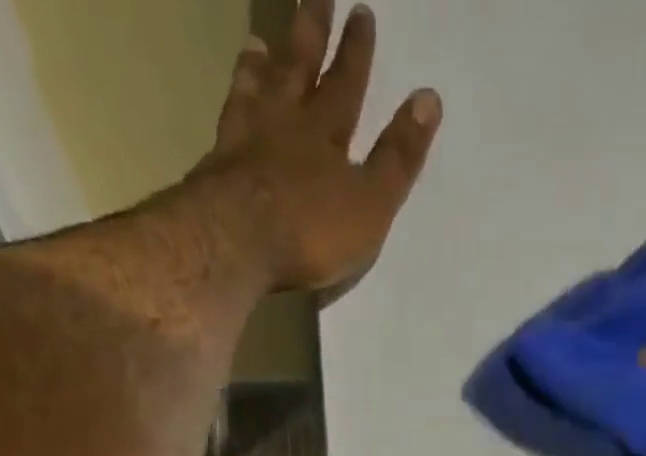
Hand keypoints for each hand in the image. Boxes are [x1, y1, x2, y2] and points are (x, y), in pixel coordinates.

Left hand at [194, 0, 441, 296]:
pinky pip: (226, 122)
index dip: (356, 51)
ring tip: (258, 44)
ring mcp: (245, 141)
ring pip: (255, 90)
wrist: (236, 243)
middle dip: (311, 33)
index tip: (362, 13)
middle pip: (298, 68)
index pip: (346, 83)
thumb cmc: (310, 230)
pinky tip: (229, 101)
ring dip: (259, 66)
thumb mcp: (370, 204)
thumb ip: (398, 158)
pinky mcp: (215, 167)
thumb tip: (429, 98)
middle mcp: (285, 123)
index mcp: (327, 133)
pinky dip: (231, 105)